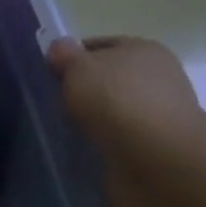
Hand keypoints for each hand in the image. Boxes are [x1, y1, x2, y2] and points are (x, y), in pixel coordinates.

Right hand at [47, 36, 205, 206]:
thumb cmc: (117, 100)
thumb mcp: (79, 67)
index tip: (48, 77)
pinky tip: (82, 151)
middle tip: (52, 105)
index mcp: (142, 49)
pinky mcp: (153, 149)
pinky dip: (101, 146)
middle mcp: (156, 78)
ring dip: (90, 122)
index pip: (98, 47)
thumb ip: (65, 56)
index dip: (71, 59)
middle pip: (106, 80)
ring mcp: (157, 115)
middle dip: (81, 92)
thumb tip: (60, 48)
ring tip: (63, 132)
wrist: (157, 160)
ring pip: (110, 113)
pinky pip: (117, 141)